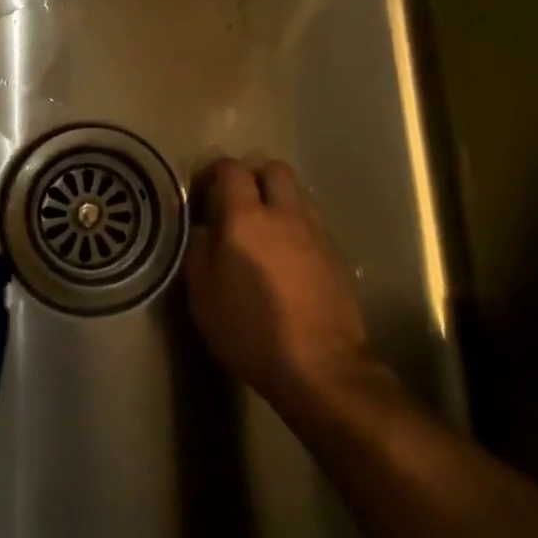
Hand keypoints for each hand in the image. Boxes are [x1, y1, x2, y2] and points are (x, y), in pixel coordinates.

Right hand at [184, 159, 381, 419]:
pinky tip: (289, 259)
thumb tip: (203, 227)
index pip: (231, 169)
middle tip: (239, 203)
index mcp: (246, 218)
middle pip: (273, 169)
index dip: (214, 173)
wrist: (323, 368)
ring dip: (279, 200)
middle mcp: (285, 214)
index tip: (203, 194)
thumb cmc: (252, 331)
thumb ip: (199, 251)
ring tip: (265, 231)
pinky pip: (314, 224)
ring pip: (298, 194)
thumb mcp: (204, 296)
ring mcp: (317, 233)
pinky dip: (298, 228)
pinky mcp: (338, 256)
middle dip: (254, 177)